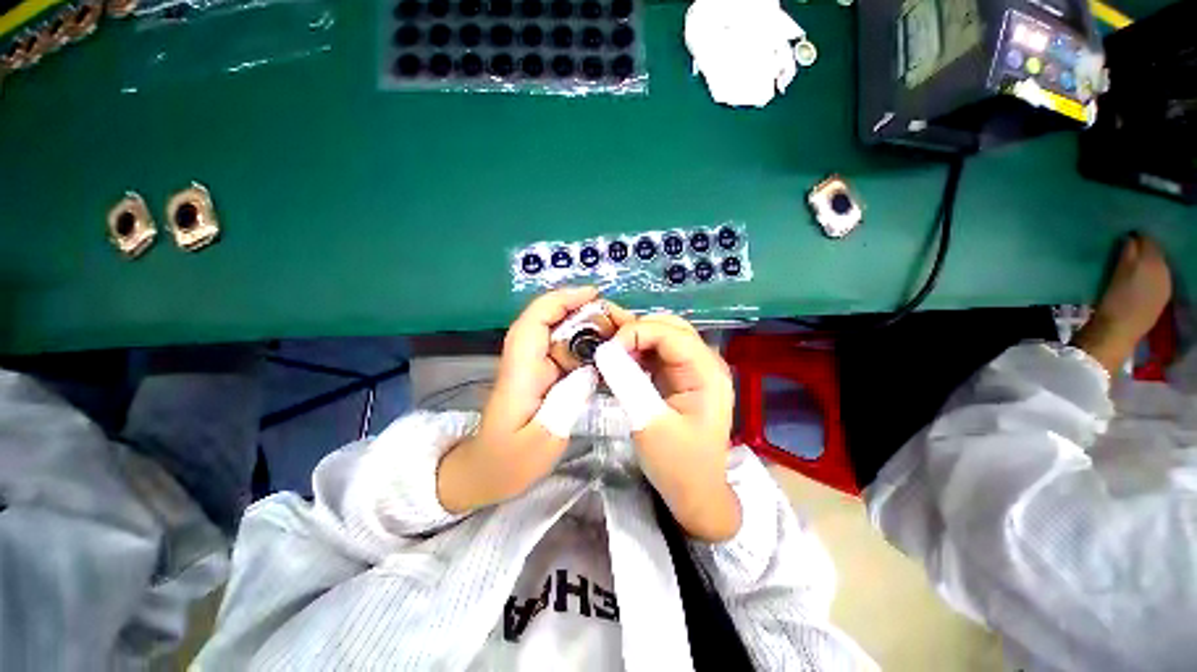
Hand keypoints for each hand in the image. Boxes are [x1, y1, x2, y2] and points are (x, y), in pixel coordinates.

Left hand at [438, 288, 631, 512]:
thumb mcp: (543, 441)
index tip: (594, 295)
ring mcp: (533, 366)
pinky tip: (607, 354)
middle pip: (550, 319)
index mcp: (520, 370)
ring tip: (619, 334)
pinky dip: (586, 346)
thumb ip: (568, 402)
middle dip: (583, 311)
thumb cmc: (508, 462)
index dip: (562, 299)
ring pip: (560, 334)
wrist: (484, 473)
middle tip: (618, 319)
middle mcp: (525, 359)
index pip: (535, 320)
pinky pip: (565, 351)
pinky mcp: (541, 375)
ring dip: (588, 327)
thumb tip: (592, 369)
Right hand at [595, 313, 740, 541]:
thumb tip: (604, 350)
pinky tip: (622, 361)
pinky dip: (638, 352)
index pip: (671, 333)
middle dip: (636, 331)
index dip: (636, 332)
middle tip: (608, 349)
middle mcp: (705, 363)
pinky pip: (659, 353)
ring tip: (611, 353)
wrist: (696, 493)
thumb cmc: (677, 465)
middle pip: (670, 327)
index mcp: (706, 372)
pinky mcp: (683, 378)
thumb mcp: (648, 423)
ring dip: (636, 339)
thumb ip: (627, 381)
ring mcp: (695, 369)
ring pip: (663, 336)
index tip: (607, 350)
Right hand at [1073, 235, 1172, 374]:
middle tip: (1127, 247)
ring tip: (1130, 263)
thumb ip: (1128, 252)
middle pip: (1156, 254)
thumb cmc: (1113, 301)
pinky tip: (1136, 280)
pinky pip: (1156, 280)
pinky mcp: (1159, 300)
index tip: (1125, 234)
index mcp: (1155, 263)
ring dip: (1145, 263)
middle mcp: (1165, 272)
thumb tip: (1131, 238)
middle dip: (1144, 250)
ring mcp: (1164, 288)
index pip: (1149, 241)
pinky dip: (1147, 276)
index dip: (1138, 236)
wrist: (1116, 333)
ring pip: (1157, 267)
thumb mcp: (1118, 272)